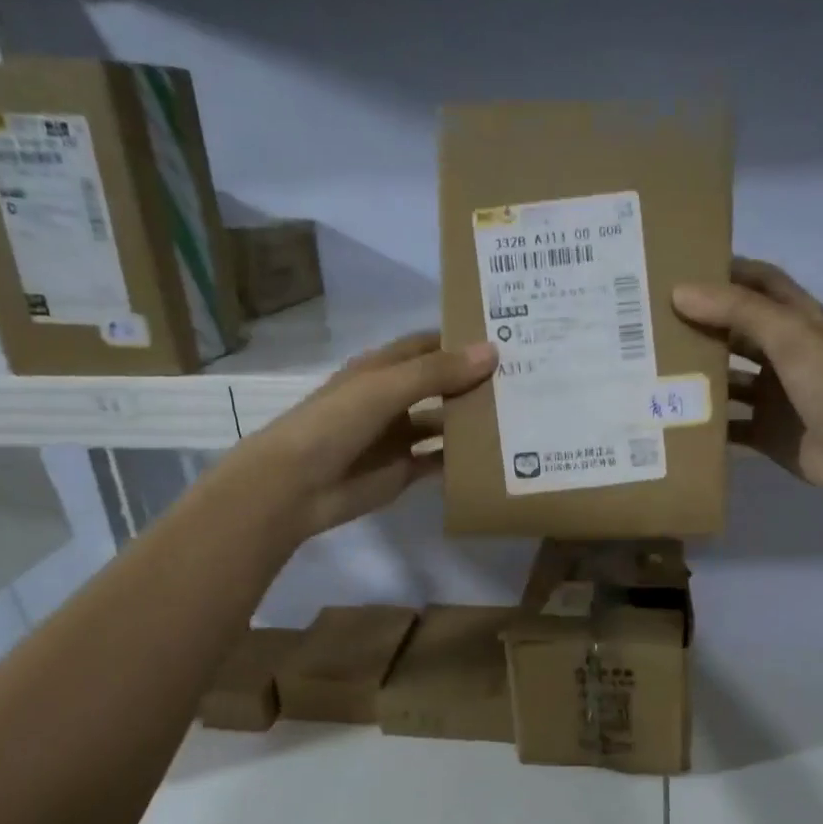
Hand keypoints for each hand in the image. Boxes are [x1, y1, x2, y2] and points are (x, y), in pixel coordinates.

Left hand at [233, 331, 496, 542]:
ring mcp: (399, 437)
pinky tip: (496, 457)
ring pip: (444, 424)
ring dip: (472, 422)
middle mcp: (393, 399)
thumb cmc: (335, 423)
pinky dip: (462, 460)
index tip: (507, 338)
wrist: (295, 485)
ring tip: (520, 418)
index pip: (429, 346)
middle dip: (475, 383)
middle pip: (441, 385)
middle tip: (526, 380)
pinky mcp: (404, 471)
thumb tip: (493, 352)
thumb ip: (438, 372)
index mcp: (382, 369)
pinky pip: (439, 462)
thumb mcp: (386, 388)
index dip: (462, 341)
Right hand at [673, 258, 822, 501]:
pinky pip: (728, 425)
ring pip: (728, 380)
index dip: (726, 272)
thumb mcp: (786, 334)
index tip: (682, 270)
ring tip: (651, 372)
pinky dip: (705, 424)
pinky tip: (672, 420)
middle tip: (652, 323)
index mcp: (796, 321)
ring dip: (698, 377)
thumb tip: (679, 292)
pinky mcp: (765, 432)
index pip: (759, 283)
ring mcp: (774, 396)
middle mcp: (784, 354)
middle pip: (736, 332)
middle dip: (700, 326)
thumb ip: (736, 310)